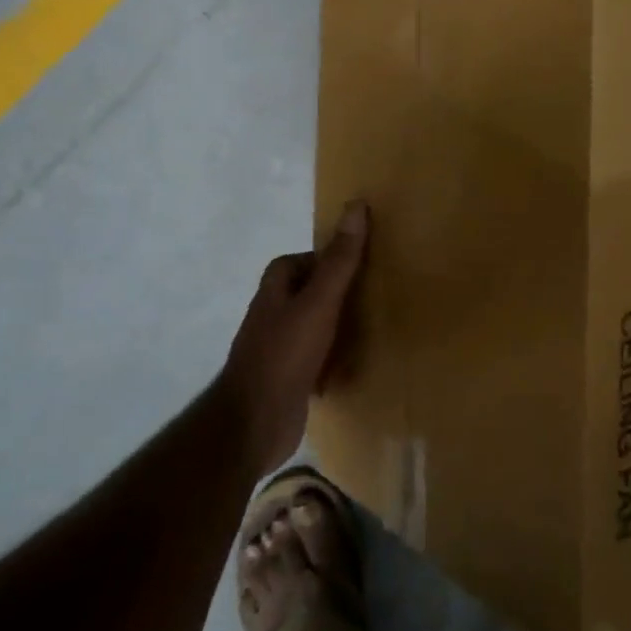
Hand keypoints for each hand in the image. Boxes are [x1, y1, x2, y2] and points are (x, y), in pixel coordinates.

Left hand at [218, 201, 369, 474]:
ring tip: (375, 328)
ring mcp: (279, 348)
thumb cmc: (285, 354)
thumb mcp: (318, 302)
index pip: (302, 260)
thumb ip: (339, 260)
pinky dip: (336, 359)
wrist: (254, 424)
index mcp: (275, 289)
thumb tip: (356, 206)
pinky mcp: (289, 378)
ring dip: (340, 328)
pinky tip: (357, 365)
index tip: (363, 265)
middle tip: (377, 295)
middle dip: (340, 294)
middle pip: (311, 292)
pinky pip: (318, 358)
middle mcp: (274, 314)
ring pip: (316, 326)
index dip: (329, 259)